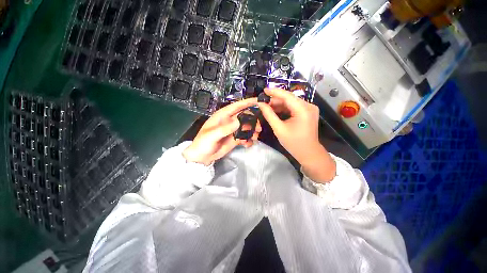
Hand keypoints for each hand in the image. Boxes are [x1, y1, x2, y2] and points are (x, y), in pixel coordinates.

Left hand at [183, 98, 261, 165]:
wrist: (202, 157)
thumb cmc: (203, 143)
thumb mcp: (211, 136)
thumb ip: (224, 129)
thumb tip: (238, 121)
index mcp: (222, 116)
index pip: (236, 106)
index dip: (248, 102)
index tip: (259, 101)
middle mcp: (229, 121)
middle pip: (245, 116)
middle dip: (253, 121)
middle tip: (258, 128)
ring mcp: (233, 130)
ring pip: (247, 127)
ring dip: (253, 131)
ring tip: (254, 137)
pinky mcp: (235, 138)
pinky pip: (245, 137)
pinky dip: (248, 140)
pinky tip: (247, 144)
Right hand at [258, 88, 335, 181]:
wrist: (309, 153)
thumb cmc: (294, 143)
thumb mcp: (279, 129)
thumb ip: (269, 115)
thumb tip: (260, 104)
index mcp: (303, 110)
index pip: (287, 96)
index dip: (274, 92)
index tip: (263, 90)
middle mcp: (308, 106)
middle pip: (289, 99)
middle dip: (275, 100)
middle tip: (263, 103)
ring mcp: (309, 109)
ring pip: (291, 103)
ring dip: (279, 105)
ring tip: (267, 108)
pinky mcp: (308, 112)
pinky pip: (294, 107)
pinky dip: (284, 109)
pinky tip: (276, 111)